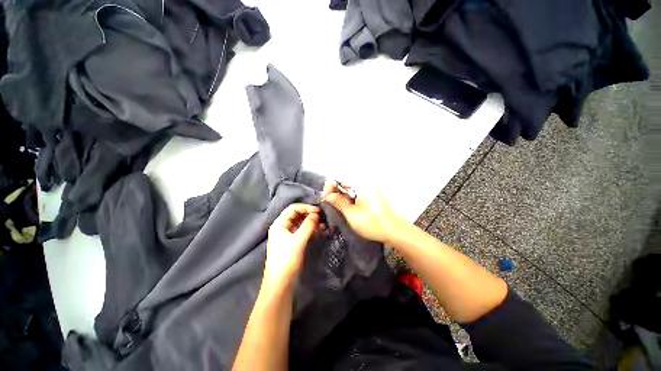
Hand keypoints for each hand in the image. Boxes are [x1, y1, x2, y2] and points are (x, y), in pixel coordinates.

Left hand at [265, 204, 321, 286]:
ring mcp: (288, 234)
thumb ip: (308, 225)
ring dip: (312, 222)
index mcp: (279, 224)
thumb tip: (316, 214)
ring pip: (301, 223)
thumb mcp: (298, 240)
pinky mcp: (293, 242)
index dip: (306, 207)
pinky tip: (320, 231)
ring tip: (323, 225)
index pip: (293, 208)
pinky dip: (311, 230)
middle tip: (322, 217)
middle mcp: (283, 227)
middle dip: (310, 215)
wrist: (280, 283)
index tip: (318, 211)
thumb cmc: (286, 259)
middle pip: (297, 215)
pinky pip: (303, 231)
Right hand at [322, 181, 404, 243]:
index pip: (340, 179)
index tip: (326, 198)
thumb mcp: (352, 214)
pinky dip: (351, 196)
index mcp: (361, 184)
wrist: (395, 230)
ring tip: (338, 205)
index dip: (330, 187)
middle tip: (330, 202)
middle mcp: (366, 182)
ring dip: (343, 194)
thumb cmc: (373, 223)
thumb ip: (339, 202)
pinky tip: (349, 205)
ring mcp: (371, 187)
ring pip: (352, 187)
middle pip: (346, 182)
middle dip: (336, 191)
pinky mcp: (374, 194)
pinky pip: (358, 191)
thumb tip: (328, 195)